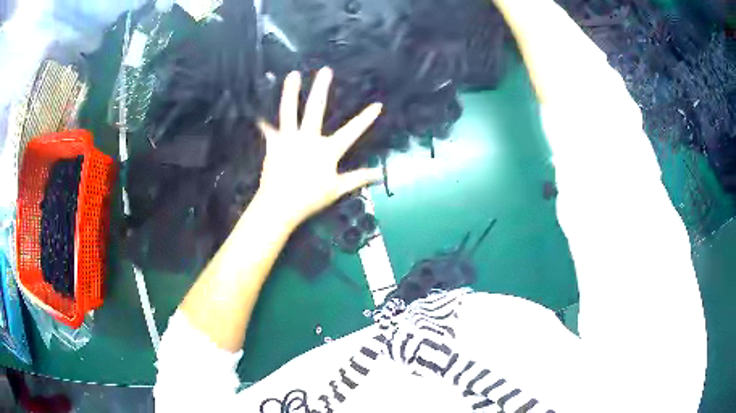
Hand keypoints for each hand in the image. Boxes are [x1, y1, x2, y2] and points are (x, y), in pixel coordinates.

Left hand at [256, 67, 383, 226]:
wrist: (280, 206)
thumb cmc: (310, 199)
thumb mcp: (337, 189)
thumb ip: (358, 178)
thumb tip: (379, 173)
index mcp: (327, 150)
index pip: (351, 132)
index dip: (365, 119)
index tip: (377, 105)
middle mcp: (308, 139)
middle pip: (316, 109)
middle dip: (321, 89)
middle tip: (325, 70)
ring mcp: (289, 140)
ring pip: (289, 111)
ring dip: (290, 92)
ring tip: (292, 75)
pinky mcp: (274, 145)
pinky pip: (267, 130)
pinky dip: (262, 122)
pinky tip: (257, 113)